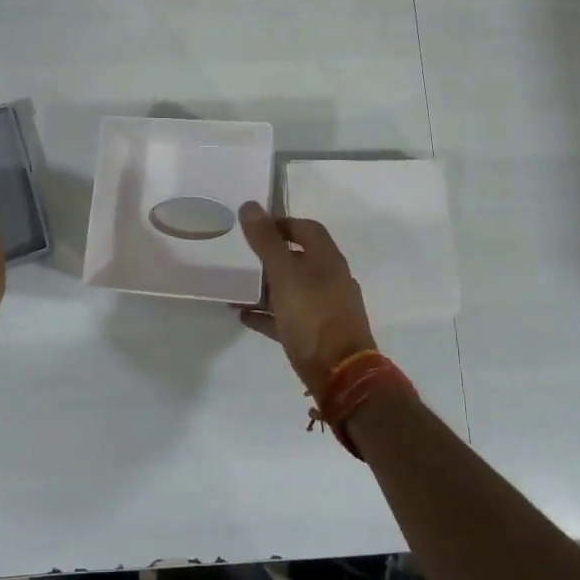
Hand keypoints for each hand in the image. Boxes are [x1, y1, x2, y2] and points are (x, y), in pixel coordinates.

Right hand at [236, 201, 376, 397]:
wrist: (341, 374)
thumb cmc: (313, 316)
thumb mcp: (284, 274)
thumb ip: (266, 241)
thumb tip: (250, 205)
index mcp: (327, 259)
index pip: (307, 228)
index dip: (282, 223)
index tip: (255, 225)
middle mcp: (330, 280)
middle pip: (300, 258)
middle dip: (272, 255)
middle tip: (243, 255)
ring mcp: (326, 309)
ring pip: (293, 289)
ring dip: (267, 286)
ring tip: (238, 286)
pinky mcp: (317, 335)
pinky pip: (288, 317)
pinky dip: (268, 314)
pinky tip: (244, 315)